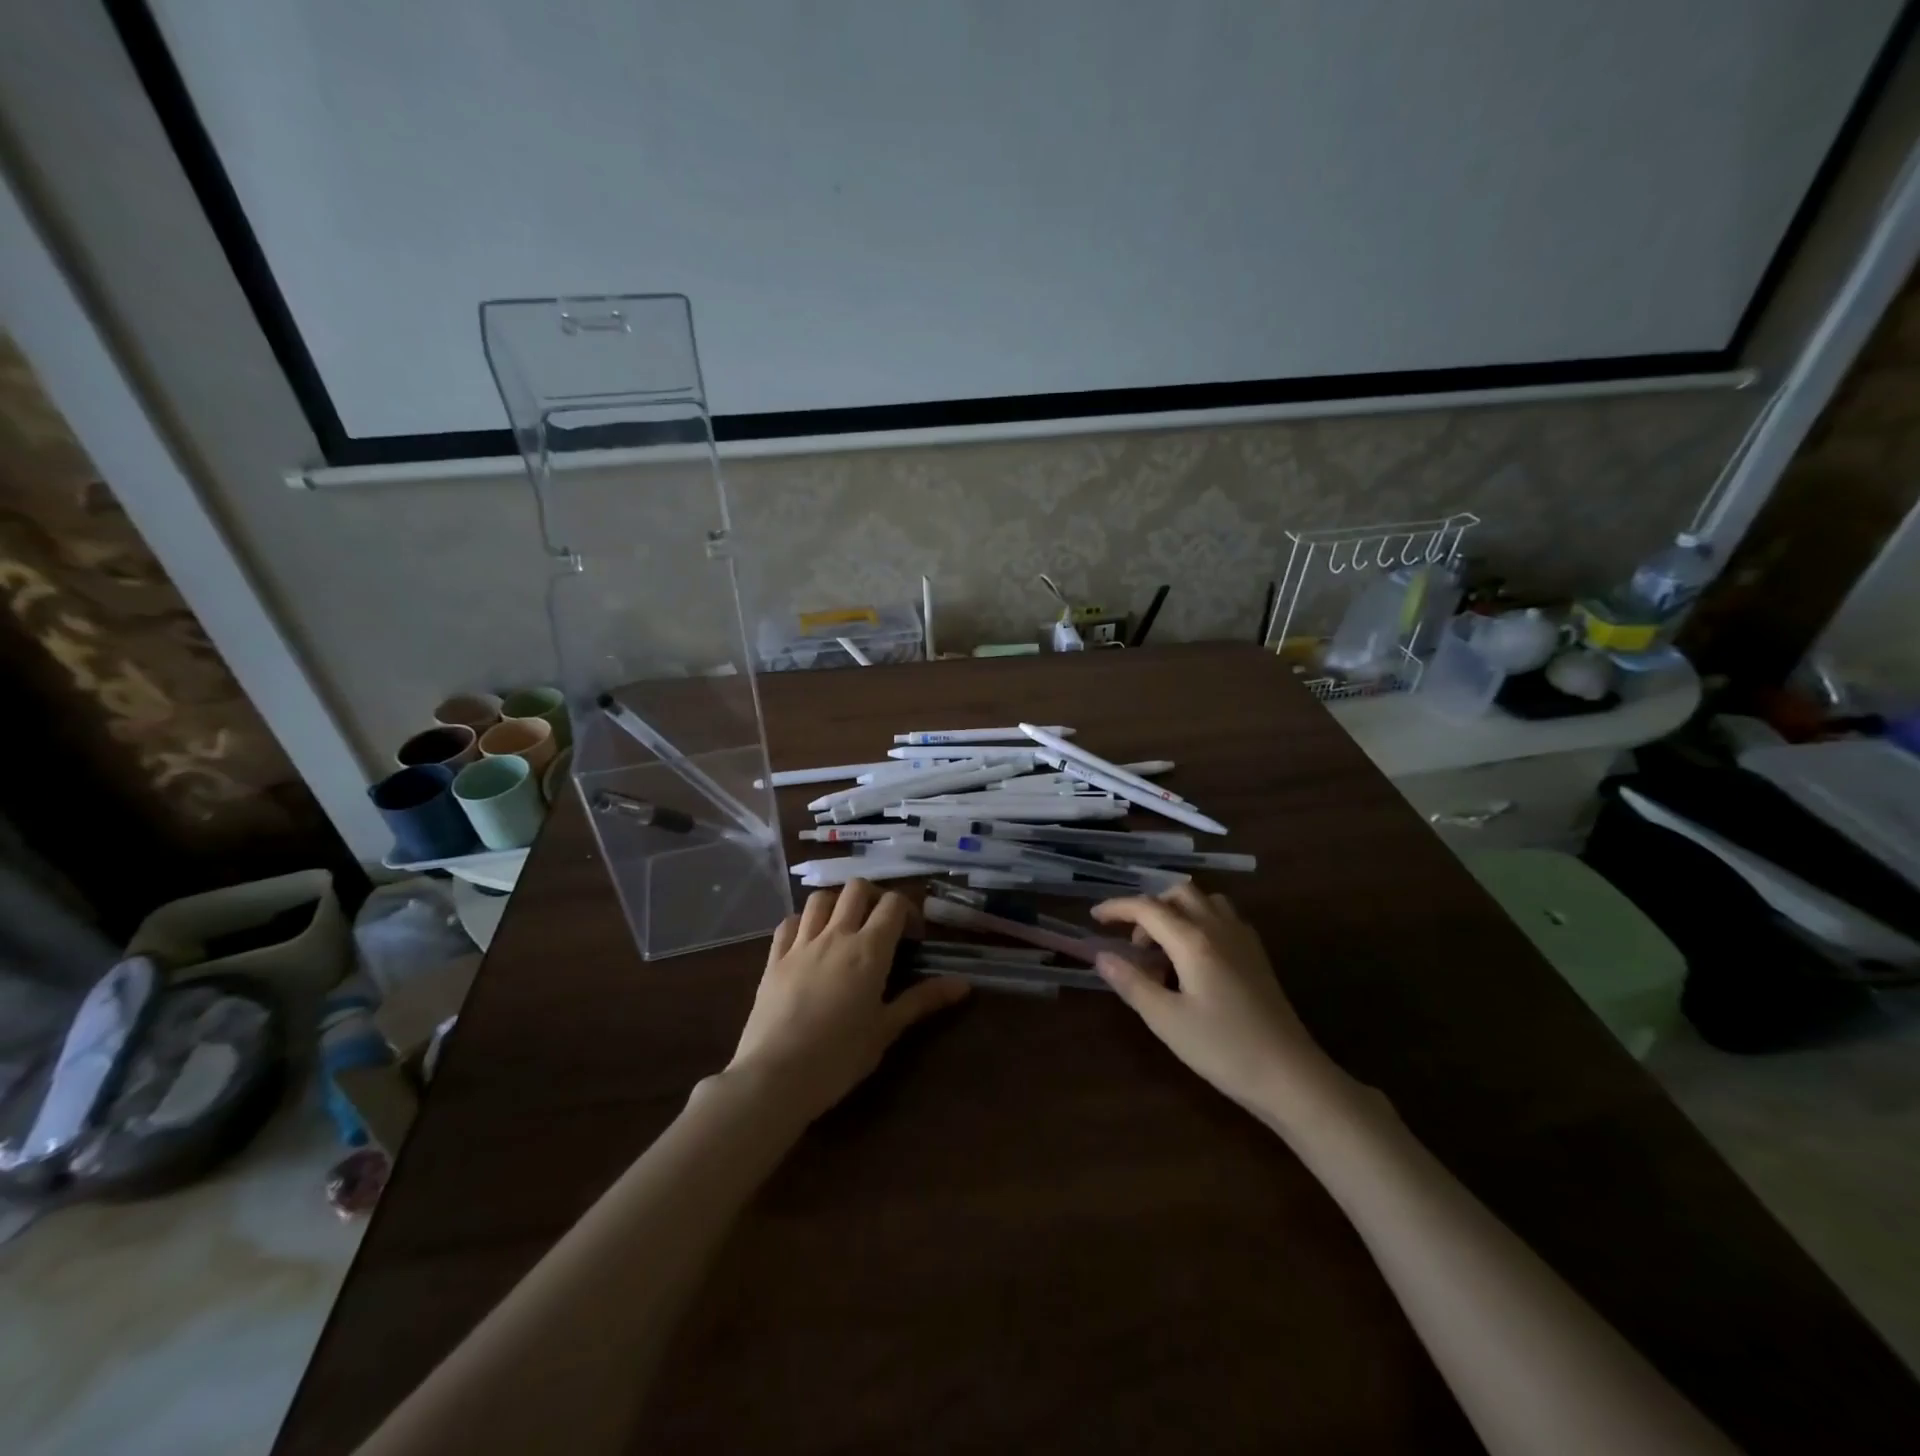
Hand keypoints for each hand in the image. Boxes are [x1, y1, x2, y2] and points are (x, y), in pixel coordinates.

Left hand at [725, 880, 969, 1122]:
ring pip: (821, 898)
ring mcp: (801, 944)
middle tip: (881, 925)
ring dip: (838, 903)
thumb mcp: (886, 1030)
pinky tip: (809, 940)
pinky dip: (803, 921)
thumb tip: (963, 984)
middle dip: (874, 897)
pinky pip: (789, 922)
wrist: (774, 1077)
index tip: (913, 937)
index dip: (908, 911)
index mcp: (869, 950)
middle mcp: (836, 936)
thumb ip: (922, 1000)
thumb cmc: (838, 1057)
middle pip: (857, 889)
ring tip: (845, 926)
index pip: (893, 904)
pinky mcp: (774, 958)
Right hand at [1092, 886, 1356, 1131]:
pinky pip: (1223, 918)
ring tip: (1164, 949)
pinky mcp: (1257, 955)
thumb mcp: (1167, 1020)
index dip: (1117, 908)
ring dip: (1177, 911)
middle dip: (1149, 908)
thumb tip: (1101, 956)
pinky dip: (1200, 922)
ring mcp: (1243, 939)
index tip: (1094, 918)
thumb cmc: (1224, 1049)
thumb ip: (1131, 983)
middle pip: (1179, 893)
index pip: (1147, 908)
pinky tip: (1194, 958)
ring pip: (1205, 901)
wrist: (1291, 1077)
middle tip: (1134, 944)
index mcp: (1194, 940)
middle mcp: (1219, 928)